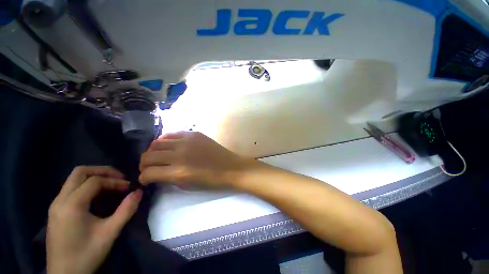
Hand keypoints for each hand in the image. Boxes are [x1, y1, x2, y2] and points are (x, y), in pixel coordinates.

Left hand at [46, 166, 141, 273]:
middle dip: (102, 171)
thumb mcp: (110, 233)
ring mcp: (56, 205)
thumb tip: (139, 192)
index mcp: (71, 205)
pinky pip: (71, 188)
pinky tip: (97, 196)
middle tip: (119, 178)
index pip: (94, 181)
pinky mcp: (56, 210)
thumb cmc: (86, 255)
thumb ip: (126, 210)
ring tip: (111, 185)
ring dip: (94, 177)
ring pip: (74, 179)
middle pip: (80, 172)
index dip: (114, 180)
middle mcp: (60, 200)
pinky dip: (86, 186)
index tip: (128, 187)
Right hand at [139, 132, 254, 188]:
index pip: (148, 173)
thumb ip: (168, 178)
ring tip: (157, 156)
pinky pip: (172, 134)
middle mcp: (180, 154)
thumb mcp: (187, 185)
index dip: (143, 178)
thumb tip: (155, 174)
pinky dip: (165, 141)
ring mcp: (187, 141)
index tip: (145, 179)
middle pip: (148, 155)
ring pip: (157, 142)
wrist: (230, 167)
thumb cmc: (211, 180)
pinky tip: (168, 146)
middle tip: (148, 168)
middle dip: (144, 164)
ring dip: (153, 151)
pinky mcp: (194, 134)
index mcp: (178, 172)